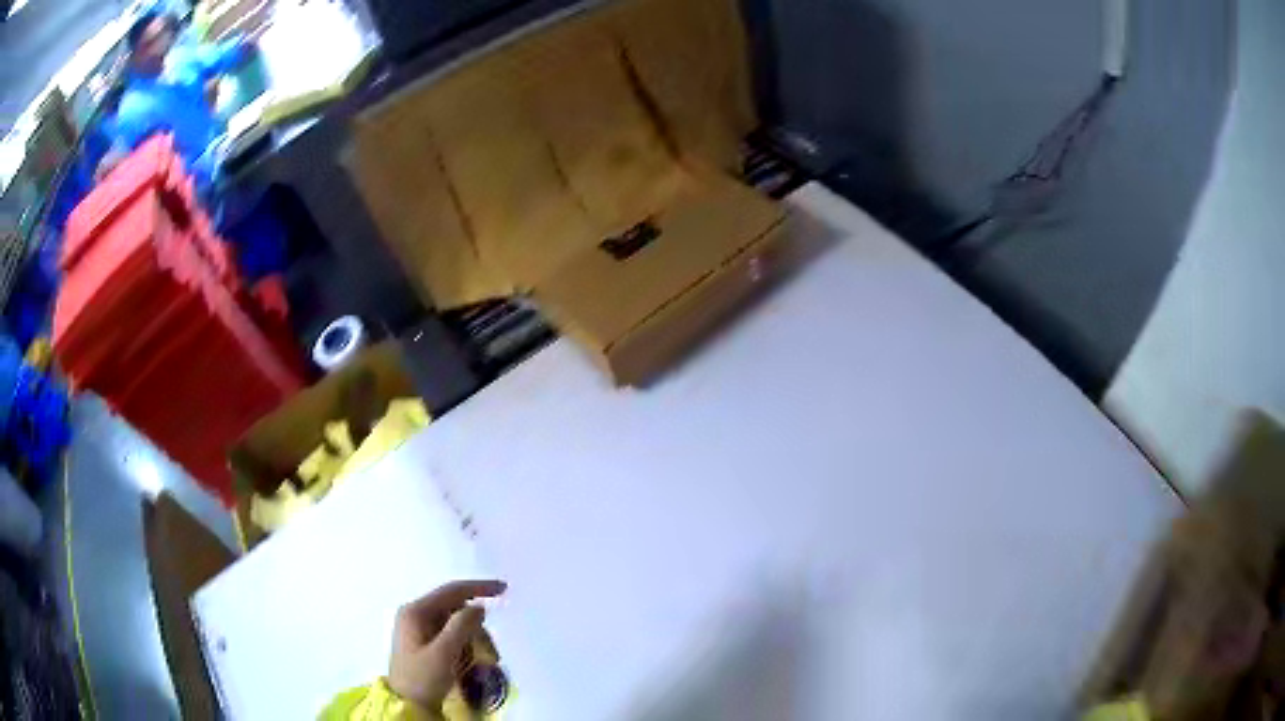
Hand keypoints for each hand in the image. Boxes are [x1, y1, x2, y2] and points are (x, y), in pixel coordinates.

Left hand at [388, 580, 506, 713]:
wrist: (407, 706)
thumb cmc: (422, 679)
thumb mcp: (444, 654)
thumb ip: (461, 627)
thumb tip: (479, 607)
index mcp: (415, 611)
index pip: (452, 591)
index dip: (479, 587)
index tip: (504, 588)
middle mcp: (415, 615)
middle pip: (454, 608)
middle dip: (475, 625)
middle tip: (490, 650)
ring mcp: (417, 629)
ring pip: (454, 623)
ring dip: (471, 638)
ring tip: (478, 661)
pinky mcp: (423, 643)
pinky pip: (449, 635)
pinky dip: (463, 645)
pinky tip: (468, 662)